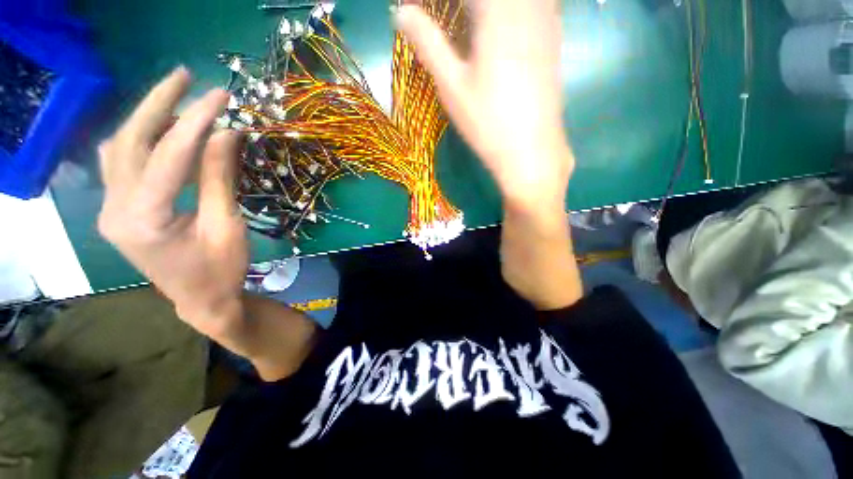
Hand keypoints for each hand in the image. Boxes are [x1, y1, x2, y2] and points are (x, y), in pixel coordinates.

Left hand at [98, 67, 247, 335]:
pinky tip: (159, 131)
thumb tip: (226, 133)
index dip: (197, 121)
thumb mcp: (226, 225)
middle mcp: (114, 209)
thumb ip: (219, 178)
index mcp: (144, 220)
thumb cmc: (221, 270)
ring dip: (148, 119)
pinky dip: (140, 140)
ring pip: (119, 148)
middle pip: (129, 141)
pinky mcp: (117, 210)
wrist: (200, 301)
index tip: (222, 96)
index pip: (169, 155)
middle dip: (158, 103)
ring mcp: (110, 209)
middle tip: (186, 77)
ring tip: (178, 99)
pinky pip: (120, 163)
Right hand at [395, 0, 573, 212]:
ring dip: (482, 9)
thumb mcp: (452, 85)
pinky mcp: (553, 38)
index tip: (415, 8)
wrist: (531, 150)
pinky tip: (498, 26)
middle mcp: (526, 7)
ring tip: (465, 21)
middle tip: (440, 16)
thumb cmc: (488, 123)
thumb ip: (428, 42)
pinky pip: (535, 4)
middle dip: (458, 4)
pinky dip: (509, 10)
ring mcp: (546, 20)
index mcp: (497, 14)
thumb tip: (400, 12)